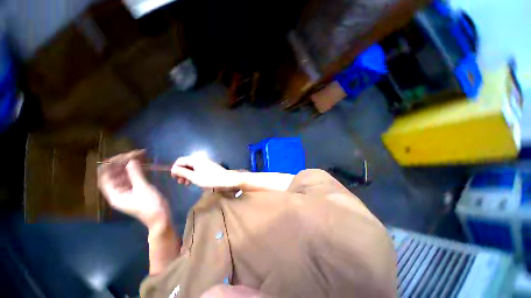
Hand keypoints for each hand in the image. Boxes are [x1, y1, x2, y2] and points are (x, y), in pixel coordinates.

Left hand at [98, 150, 169, 227]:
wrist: (161, 217)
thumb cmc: (151, 205)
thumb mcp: (143, 189)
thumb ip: (135, 174)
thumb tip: (131, 160)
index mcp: (114, 194)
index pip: (105, 176)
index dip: (110, 164)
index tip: (123, 155)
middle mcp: (117, 191)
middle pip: (114, 174)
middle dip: (122, 162)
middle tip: (135, 153)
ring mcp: (126, 190)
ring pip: (123, 174)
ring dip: (129, 164)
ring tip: (139, 155)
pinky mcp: (135, 190)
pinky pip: (131, 177)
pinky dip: (135, 169)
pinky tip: (141, 164)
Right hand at [171, 156, 241, 189]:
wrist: (226, 180)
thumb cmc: (210, 179)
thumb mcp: (194, 177)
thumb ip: (183, 172)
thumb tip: (173, 169)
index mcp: (196, 160)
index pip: (181, 160)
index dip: (175, 168)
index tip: (174, 178)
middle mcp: (200, 160)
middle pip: (186, 164)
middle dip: (181, 172)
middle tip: (180, 182)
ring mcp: (205, 164)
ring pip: (191, 168)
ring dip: (186, 175)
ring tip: (185, 184)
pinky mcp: (208, 169)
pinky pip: (197, 170)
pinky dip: (193, 176)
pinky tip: (192, 182)